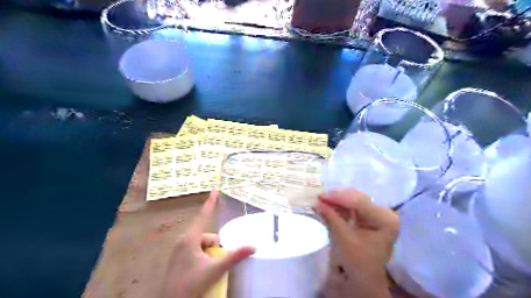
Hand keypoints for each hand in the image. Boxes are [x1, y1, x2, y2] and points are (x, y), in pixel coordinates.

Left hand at [159, 191, 254, 297]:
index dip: (210, 203)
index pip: (203, 216)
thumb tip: (253, 247)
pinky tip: (203, 271)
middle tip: (218, 261)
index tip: (215, 190)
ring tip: (210, 269)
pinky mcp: (178, 259)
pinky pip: (195, 251)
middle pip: (206, 235)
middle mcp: (183, 241)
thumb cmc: (191, 284)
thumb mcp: (215, 270)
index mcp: (190, 239)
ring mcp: (179, 251)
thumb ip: (234, 257)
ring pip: (201, 244)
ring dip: (210, 253)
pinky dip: (203, 257)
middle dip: (215, 245)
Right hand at [312, 190, 397, 295]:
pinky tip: (331, 206)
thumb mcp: (343, 238)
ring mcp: (378, 214)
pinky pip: (354, 206)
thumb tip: (316, 202)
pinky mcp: (371, 217)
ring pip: (355, 200)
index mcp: (385, 220)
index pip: (359, 202)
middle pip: (358, 198)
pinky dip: (341, 206)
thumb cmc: (357, 262)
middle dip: (337, 197)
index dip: (338, 197)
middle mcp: (385, 213)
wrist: (365, 278)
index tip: (320, 196)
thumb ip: (331, 217)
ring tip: (323, 201)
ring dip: (338, 201)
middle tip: (320, 197)